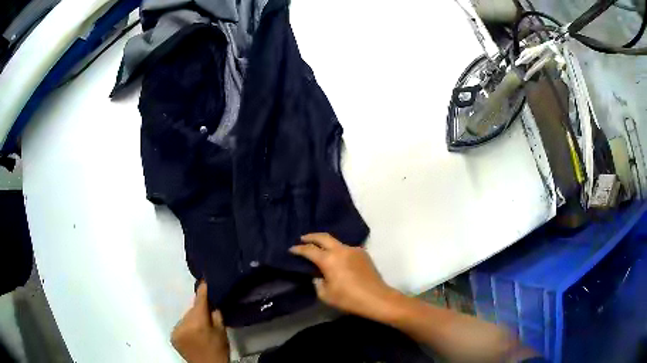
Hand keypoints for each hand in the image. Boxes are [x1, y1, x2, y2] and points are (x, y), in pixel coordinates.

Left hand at [171, 282, 229, 362]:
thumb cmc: (218, 350)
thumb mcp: (222, 332)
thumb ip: (216, 316)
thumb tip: (210, 303)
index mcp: (198, 322)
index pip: (199, 301)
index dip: (202, 291)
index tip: (203, 281)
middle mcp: (184, 323)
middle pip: (192, 310)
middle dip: (198, 310)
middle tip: (206, 313)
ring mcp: (176, 330)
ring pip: (185, 318)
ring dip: (192, 319)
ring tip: (200, 327)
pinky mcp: (173, 336)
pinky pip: (180, 325)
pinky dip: (186, 326)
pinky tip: (193, 333)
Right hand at [290, 233, 398, 320]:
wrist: (377, 298)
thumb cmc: (349, 299)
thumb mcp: (326, 295)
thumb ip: (317, 283)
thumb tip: (318, 276)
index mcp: (329, 259)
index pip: (309, 250)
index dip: (299, 249)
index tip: (292, 249)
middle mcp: (341, 250)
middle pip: (323, 237)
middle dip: (311, 237)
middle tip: (303, 238)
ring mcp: (354, 250)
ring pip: (336, 241)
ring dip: (326, 243)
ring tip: (320, 248)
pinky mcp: (363, 254)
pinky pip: (346, 248)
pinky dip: (338, 250)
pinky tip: (337, 258)